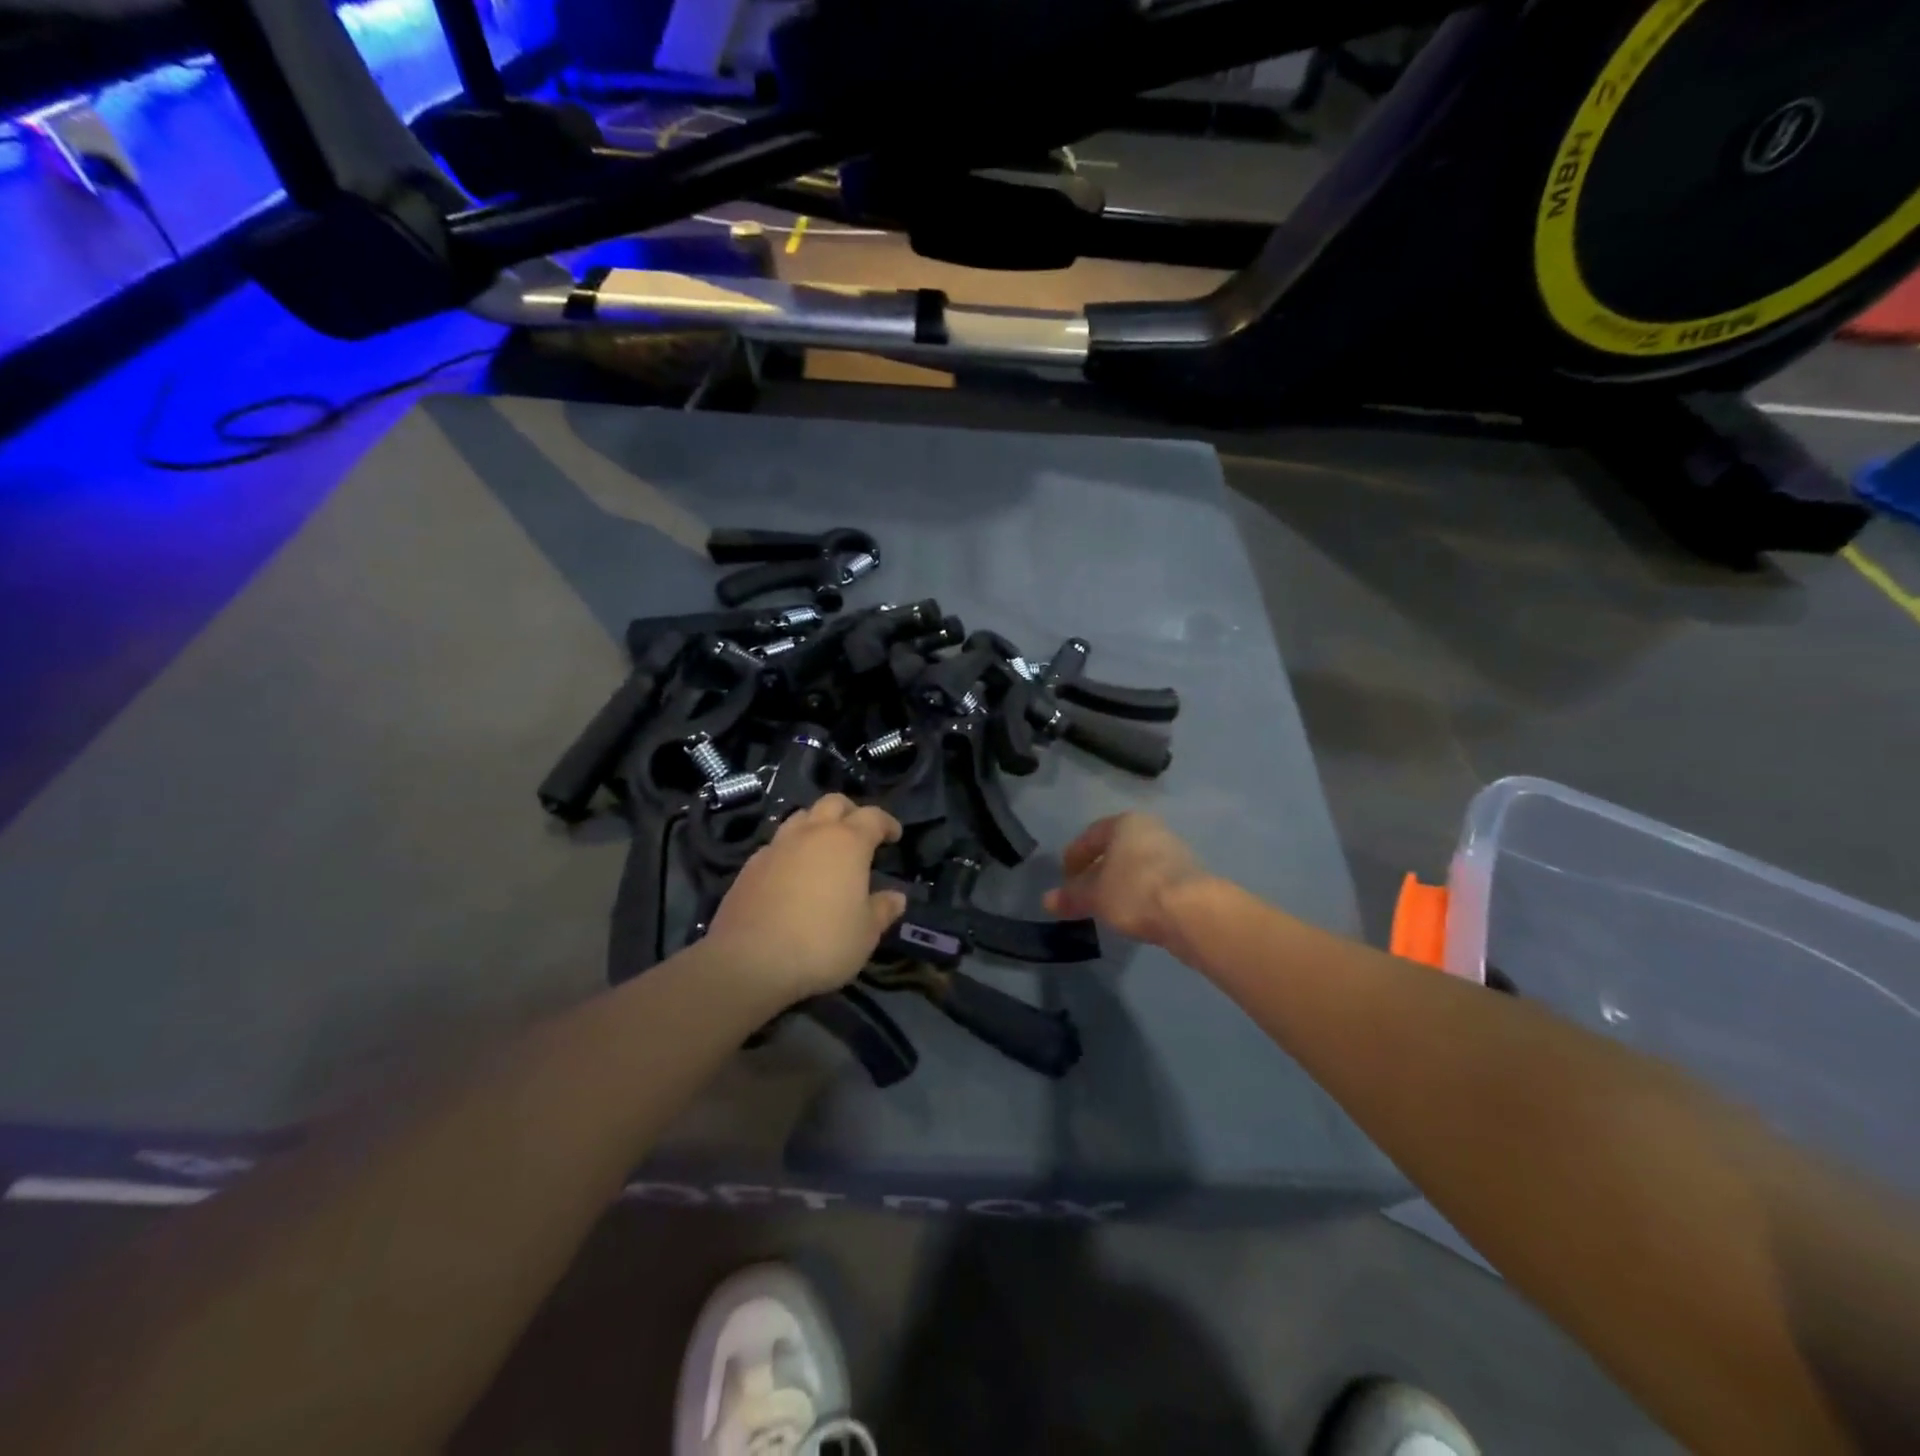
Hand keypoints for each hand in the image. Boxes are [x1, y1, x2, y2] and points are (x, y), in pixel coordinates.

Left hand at [703, 795, 908, 1001]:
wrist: (749, 961)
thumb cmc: (821, 943)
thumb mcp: (865, 933)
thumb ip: (882, 910)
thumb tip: (896, 897)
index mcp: (847, 843)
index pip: (873, 817)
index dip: (887, 823)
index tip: (894, 835)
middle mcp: (811, 834)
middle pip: (833, 803)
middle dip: (850, 812)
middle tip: (859, 833)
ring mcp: (776, 847)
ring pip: (800, 817)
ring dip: (817, 825)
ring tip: (824, 848)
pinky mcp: (750, 866)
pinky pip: (776, 845)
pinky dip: (790, 849)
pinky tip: (792, 872)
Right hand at [1044, 813, 1212, 952]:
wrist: (1193, 912)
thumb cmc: (1134, 891)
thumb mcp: (1094, 895)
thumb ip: (1071, 896)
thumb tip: (1047, 900)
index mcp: (1125, 823)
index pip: (1091, 835)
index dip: (1074, 856)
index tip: (1065, 877)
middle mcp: (1151, 830)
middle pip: (1116, 849)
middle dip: (1097, 870)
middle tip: (1082, 892)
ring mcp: (1174, 852)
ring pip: (1135, 866)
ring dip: (1119, 883)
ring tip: (1106, 906)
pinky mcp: (1190, 877)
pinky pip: (1153, 881)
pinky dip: (1139, 893)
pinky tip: (1132, 913)